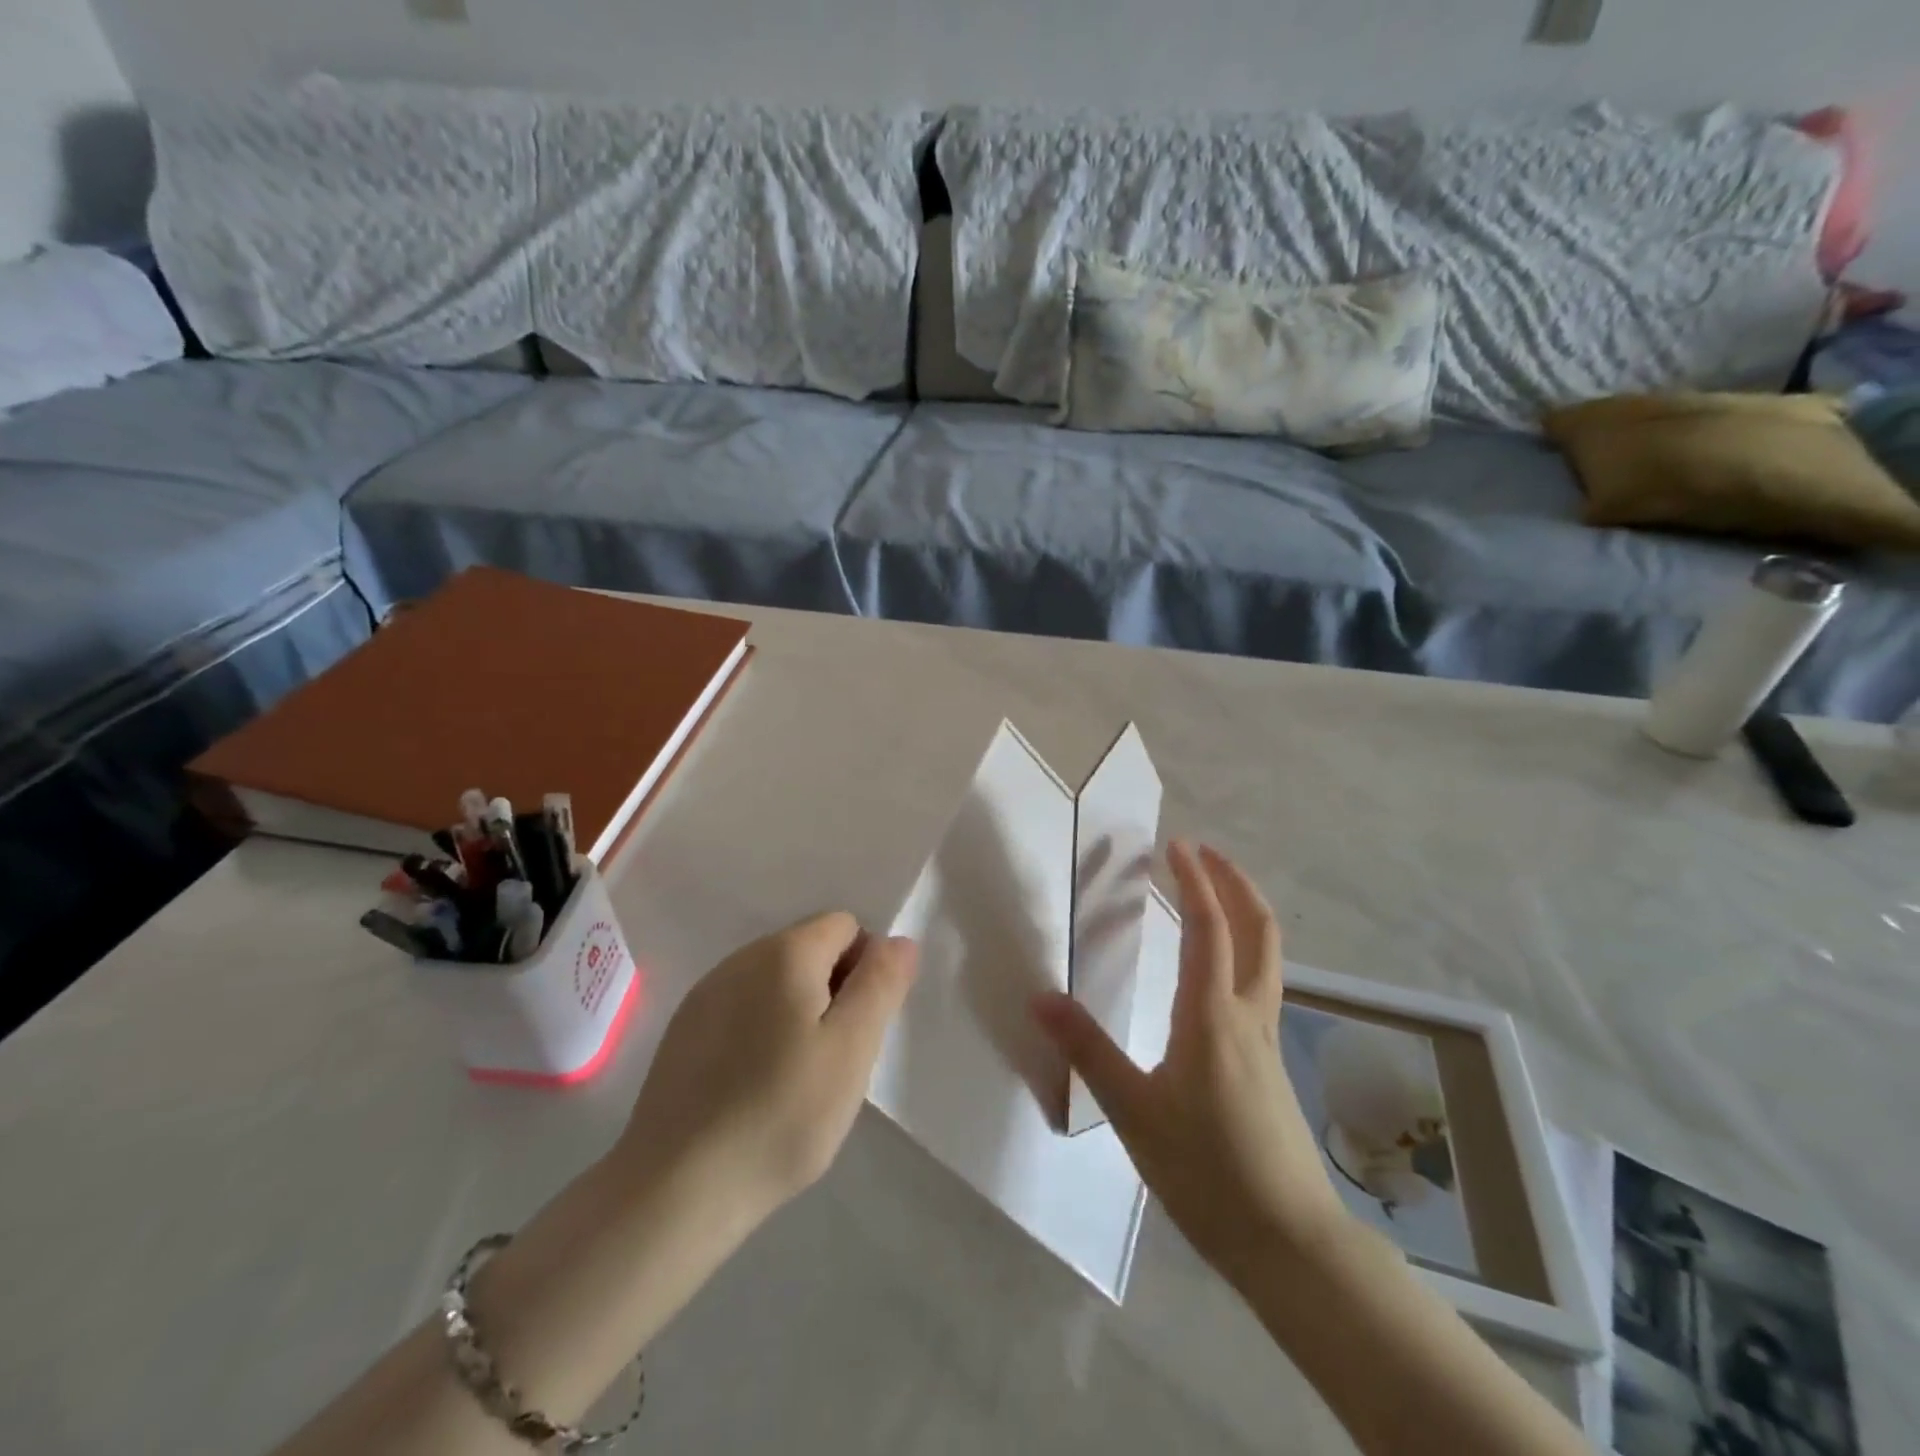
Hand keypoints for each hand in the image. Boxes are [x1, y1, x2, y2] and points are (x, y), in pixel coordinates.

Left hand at [613, 913, 916, 1227]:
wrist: (676, 1188)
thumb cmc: (781, 1114)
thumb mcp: (852, 1049)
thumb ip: (881, 984)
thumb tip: (899, 940)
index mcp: (785, 952)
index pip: (845, 926)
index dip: (865, 968)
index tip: (859, 1026)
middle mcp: (741, 957)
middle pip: (809, 949)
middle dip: (833, 990)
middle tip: (834, 1058)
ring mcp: (706, 993)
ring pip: (775, 981)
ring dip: (798, 1012)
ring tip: (795, 1077)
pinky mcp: (683, 1030)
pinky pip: (742, 1009)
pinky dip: (761, 1031)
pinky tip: (754, 1086)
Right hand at [1033, 841, 1346, 1280]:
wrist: (1290, 1241)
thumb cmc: (1206, 1171)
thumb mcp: (1134, 1112)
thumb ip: (1088, 1051)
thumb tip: (1041, 997)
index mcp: (1212, 1016)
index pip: (1207, 928)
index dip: (1194, 881)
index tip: (1176, 846)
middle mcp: (1248, 1014)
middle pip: (1258, 929)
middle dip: (1234, 882)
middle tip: (1205, 852)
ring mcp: (1267, 1038)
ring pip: (1267, 955)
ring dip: (1245, 911)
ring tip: (1213, 894)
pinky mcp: (1271, 1062)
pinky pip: (1261, 983)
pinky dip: (1245, 949)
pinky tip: (1218, 970)